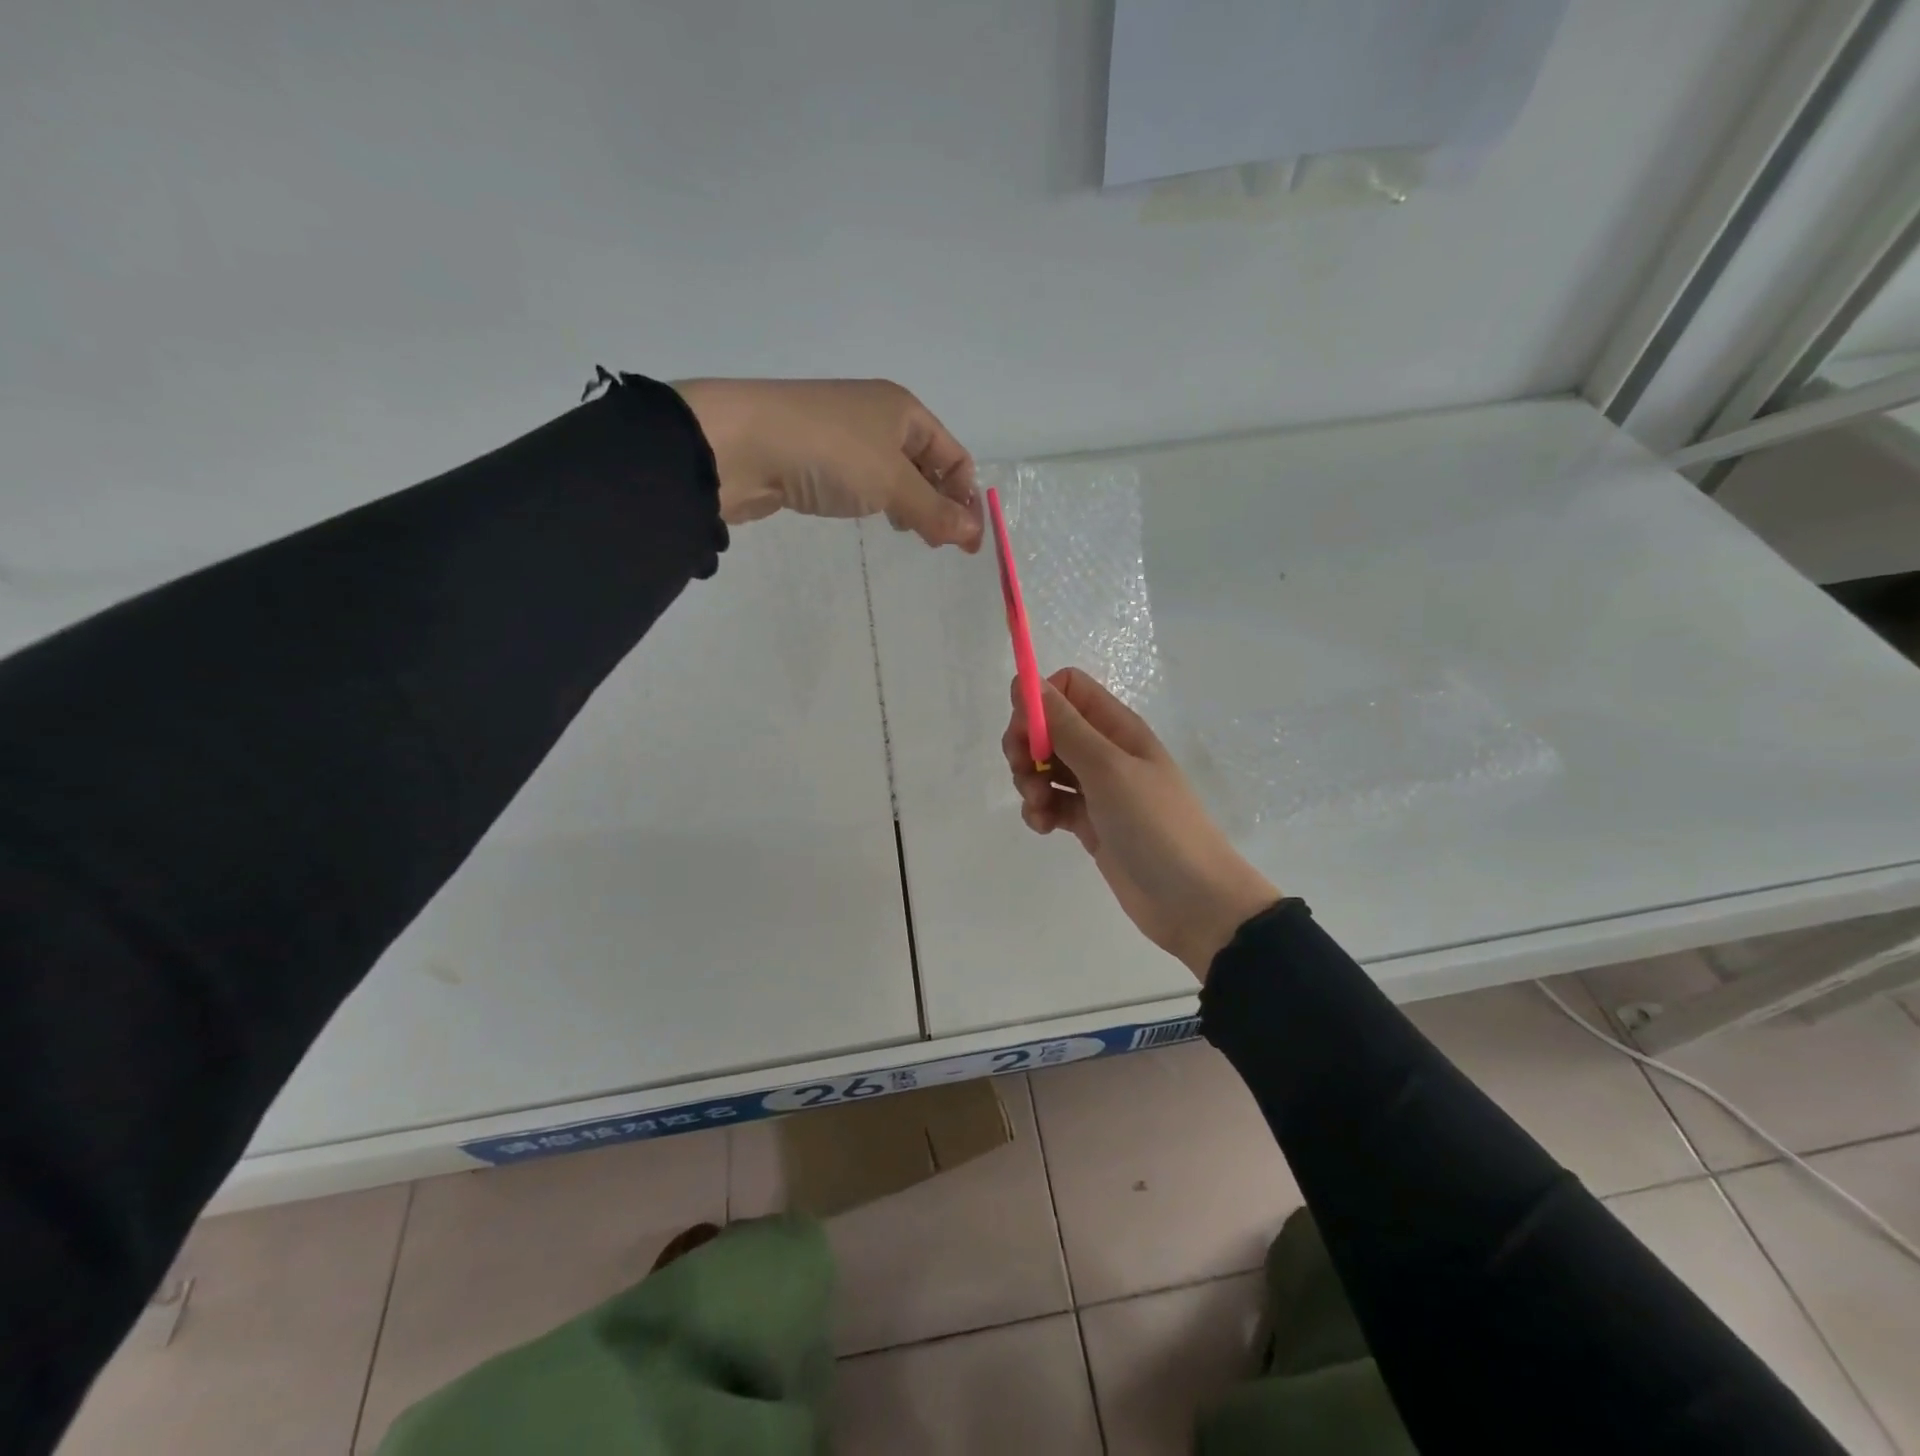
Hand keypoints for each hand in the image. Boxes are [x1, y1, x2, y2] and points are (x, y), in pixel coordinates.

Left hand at [674, 379, 981, 550]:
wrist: (739, 444)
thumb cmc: (829, 454)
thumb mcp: (891, 483)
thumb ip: (934, 510)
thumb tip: (974, 534)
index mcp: (903, 410)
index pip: (954, 455)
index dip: (966, 497)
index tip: (968, 543)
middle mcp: (878, 416)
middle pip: (926, 464)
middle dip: (940, 503)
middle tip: (939, 544)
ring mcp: (845, 436)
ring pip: (894, 475)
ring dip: (910, 505)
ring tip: (910, 535)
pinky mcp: (816, 458)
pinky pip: (862, 481)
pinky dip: (878, 502)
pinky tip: (873, 519)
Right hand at [1005, 668, 1280, 980]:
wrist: (1192, 899)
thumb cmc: (1154, 824)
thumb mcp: (1107, 768)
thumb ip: (1065, 726)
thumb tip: (1026, 682)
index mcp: (1116, 727)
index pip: (1068, 689)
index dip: (1039, 703)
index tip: (1025, 733)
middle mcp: (1106, 750)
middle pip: (1049, 728)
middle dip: (1026, 746)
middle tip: (1025, 772)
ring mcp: (1097, 788)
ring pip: (1046, 767)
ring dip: (1030, 782)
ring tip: (1040, 807)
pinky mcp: (1089, 822)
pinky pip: (1052, 803)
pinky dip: (1040, 811)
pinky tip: (1044, 828)